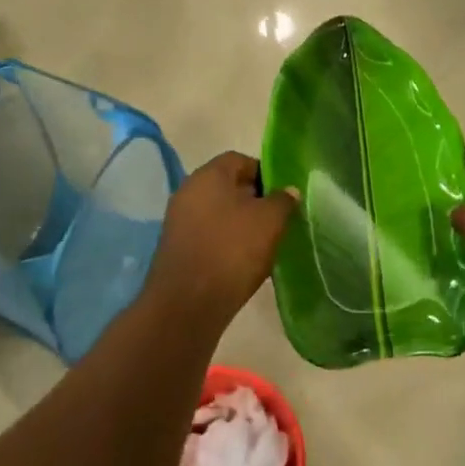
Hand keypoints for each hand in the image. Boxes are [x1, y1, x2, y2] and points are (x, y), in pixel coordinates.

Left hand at [147, 152, 297, 329]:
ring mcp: (178, 220)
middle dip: (253, 201)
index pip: (241, 160)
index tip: (282, 196)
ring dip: (240, 225)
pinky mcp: (176, 249)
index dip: (265, 174)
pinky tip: (241, 263)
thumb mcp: (270, 221)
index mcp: (209, 174)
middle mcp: (189, 190)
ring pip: (218, 213)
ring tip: (262, 245)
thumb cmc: (231, 250)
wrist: (186, 305)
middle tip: (276, 221)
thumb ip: (282, 200)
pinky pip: (207, 235)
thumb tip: (288, 190)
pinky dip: (224, 243)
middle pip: (228, 186)